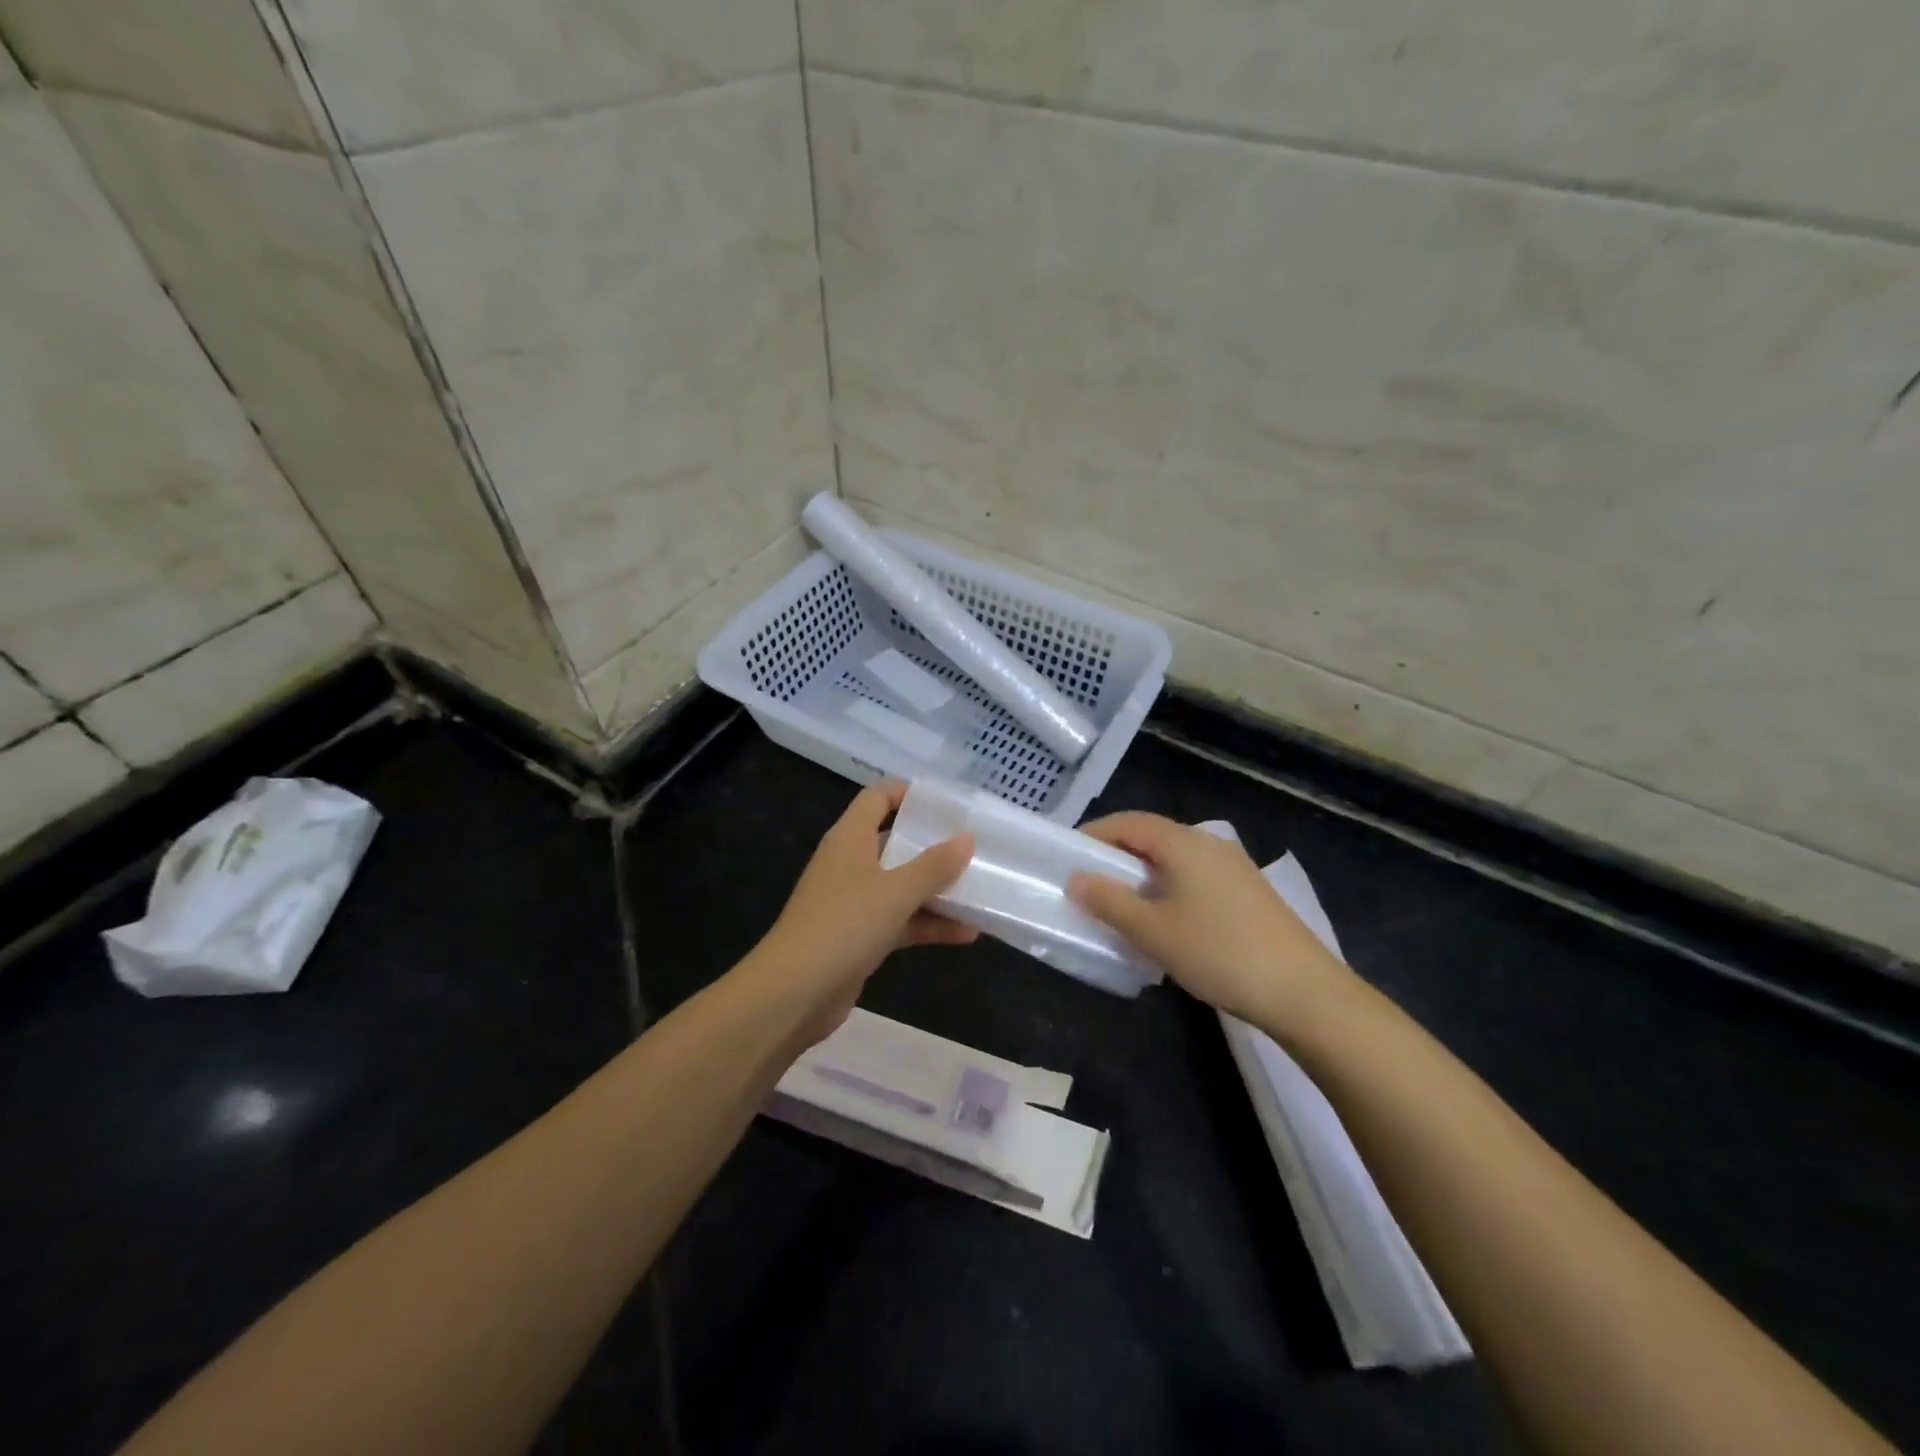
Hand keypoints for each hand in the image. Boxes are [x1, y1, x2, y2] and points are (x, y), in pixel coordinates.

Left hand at [743, 781, 975, 1040]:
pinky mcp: (860, 937)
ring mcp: (854, 902)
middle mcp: (850, 864)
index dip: (908, 793)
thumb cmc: (843, 925)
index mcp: (850, 839)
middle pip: (895, 842)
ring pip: (902, 885)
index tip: (947, 802)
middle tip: (975, 845)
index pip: (877, 798)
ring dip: (937, 890)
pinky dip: (929, 924)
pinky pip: (901, 921)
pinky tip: (967, 934)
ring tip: (981, 890)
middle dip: (933, 845)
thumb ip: (934, 865)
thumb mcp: (896, 891)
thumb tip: (967, 838)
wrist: (793, 994)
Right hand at [1067, 813, 1350, 1028]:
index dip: (1095, 833)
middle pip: (1152, 836)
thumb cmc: (1219, 953)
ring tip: (1120, 903)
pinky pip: (1194, 876)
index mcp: (1184, 843)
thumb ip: (1110, 902)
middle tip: (1088, 882)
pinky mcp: (1248, 893)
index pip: (1128, 822)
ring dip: (1142, 873)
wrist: (1304, 992)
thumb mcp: (1153, 931)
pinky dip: (1167, 886)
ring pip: (1174, 858)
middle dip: (1116, 854)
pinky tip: (1164, 920)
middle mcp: (1210, 844)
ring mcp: (1234, 868)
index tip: (1067, 856)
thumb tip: (1076, 879)